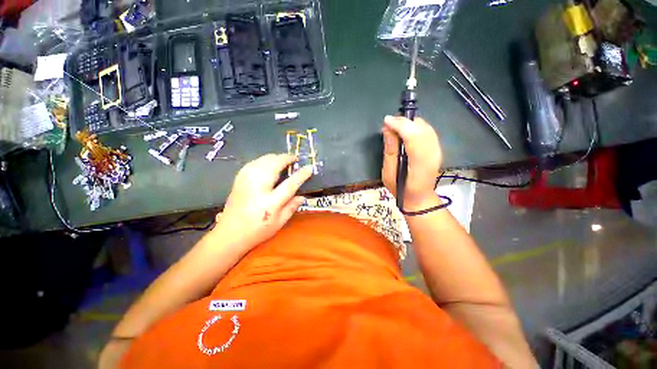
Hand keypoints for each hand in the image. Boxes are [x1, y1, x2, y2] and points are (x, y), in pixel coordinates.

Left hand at [215, 154, 311, 249]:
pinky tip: (269, 164)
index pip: (290, 184)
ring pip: (264, 159)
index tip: (309, 168)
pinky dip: (265, 160)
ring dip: (276, 157)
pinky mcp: (239, 178)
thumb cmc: (257, 230)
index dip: (301, 174)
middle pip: (274, 164)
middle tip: (295, 160)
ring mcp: (246, 180)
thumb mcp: (279, 223)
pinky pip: (254, 161)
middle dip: (287, 158)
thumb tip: (302, 196)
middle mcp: (258, 187)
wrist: (229, 233)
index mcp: (270, 202)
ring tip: (284, 161)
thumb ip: (292, 207)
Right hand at [381, 116, 442, 210]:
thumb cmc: (400, 189)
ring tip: (395, 127)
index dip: (400, 125)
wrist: (419, 198)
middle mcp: (433, 154)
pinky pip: (428, 131)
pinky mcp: (437, 149)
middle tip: (389, 124)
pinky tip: (406, 132)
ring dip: (410, 123)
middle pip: (421, 128)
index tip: (386, 121)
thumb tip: (388, 129)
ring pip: (426, 127)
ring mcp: (438, 151)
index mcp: (419, 163)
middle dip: (404, 122)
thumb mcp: (389, 173)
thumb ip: (390, 150)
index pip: (413, 136)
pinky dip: (416, 127)